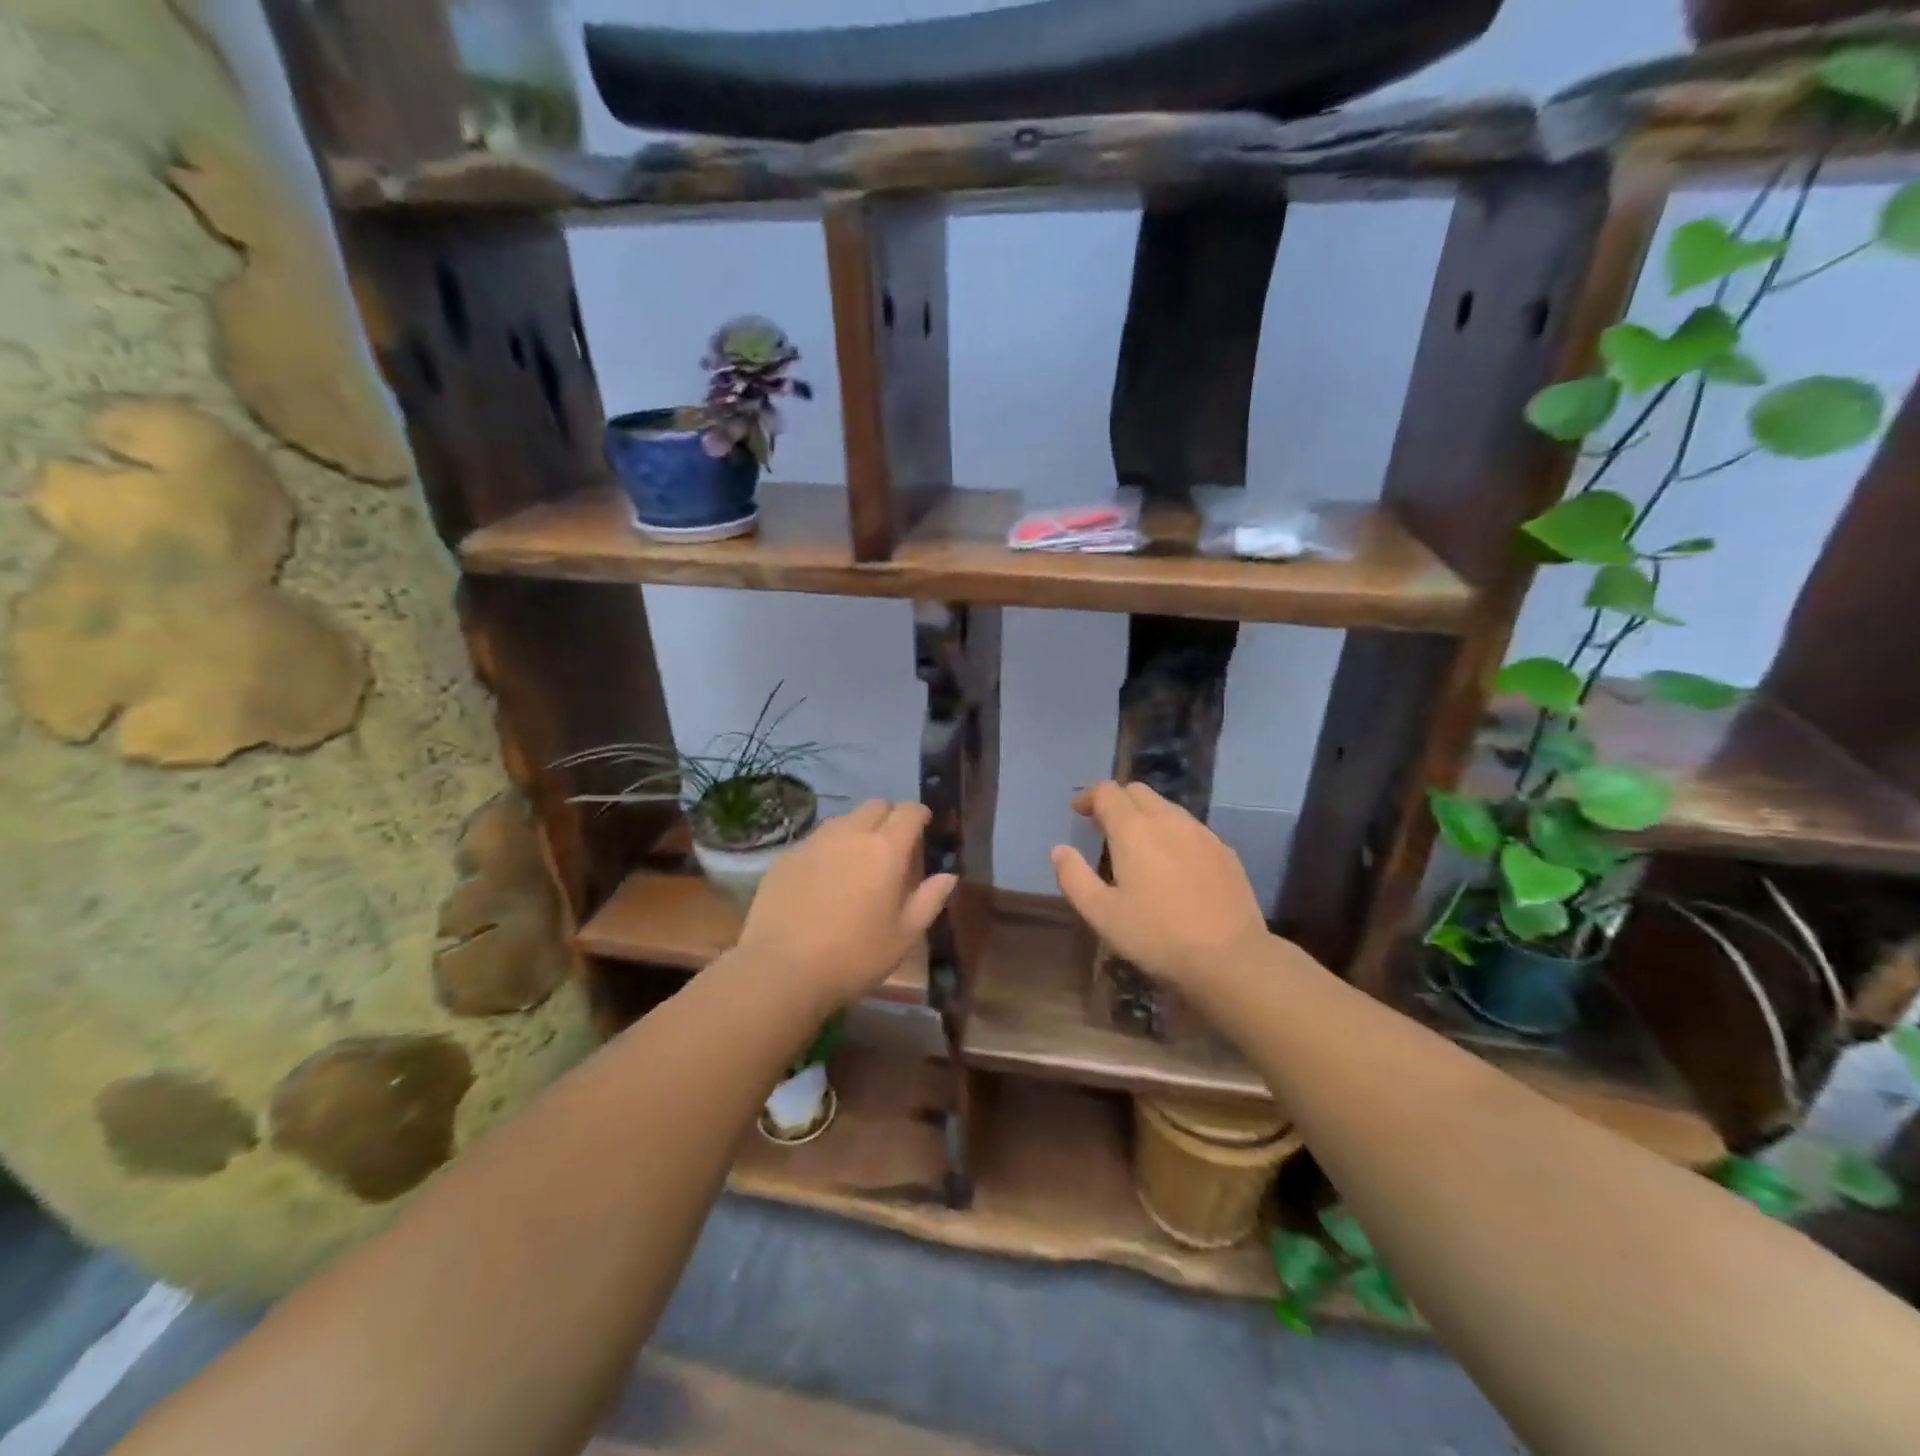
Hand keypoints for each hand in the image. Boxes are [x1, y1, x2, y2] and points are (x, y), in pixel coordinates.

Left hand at [737, 799, 955, 1008]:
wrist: (781, 970)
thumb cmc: (854, 957)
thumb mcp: (904, 936)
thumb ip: (929, 899)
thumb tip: (948, 876)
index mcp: (886, 849)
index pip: (908, 811)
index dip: (919, 814)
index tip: (924, 826)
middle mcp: (850, 834)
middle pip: (875, 805)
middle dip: (889, 815)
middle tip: (893, 843)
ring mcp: (814, 842)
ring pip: (843, 819)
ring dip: (857, 828)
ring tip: (858, 858)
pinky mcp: (786, 857)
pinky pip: (815, 840)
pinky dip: (828, 848)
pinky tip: (824, 877)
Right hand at [1051, 781, 1270, 987]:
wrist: (1230, 957)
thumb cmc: (1157, 936)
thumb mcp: (1102, 914)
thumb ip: (1074, 877)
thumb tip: (1059, 850)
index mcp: (1134, 830)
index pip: (1107, 792)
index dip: (1089, 796)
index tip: (1078, 811)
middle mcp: (1168, 820)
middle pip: (1138, 791)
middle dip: (1117, 801)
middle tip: (1103, 827)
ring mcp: (1201, 833)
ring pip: (1167, 807)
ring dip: (1145, 815)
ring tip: (1137, 845)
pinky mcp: (1224, 850)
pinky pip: (1190, 828)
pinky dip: (1172, 833)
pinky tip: (1172, 864)